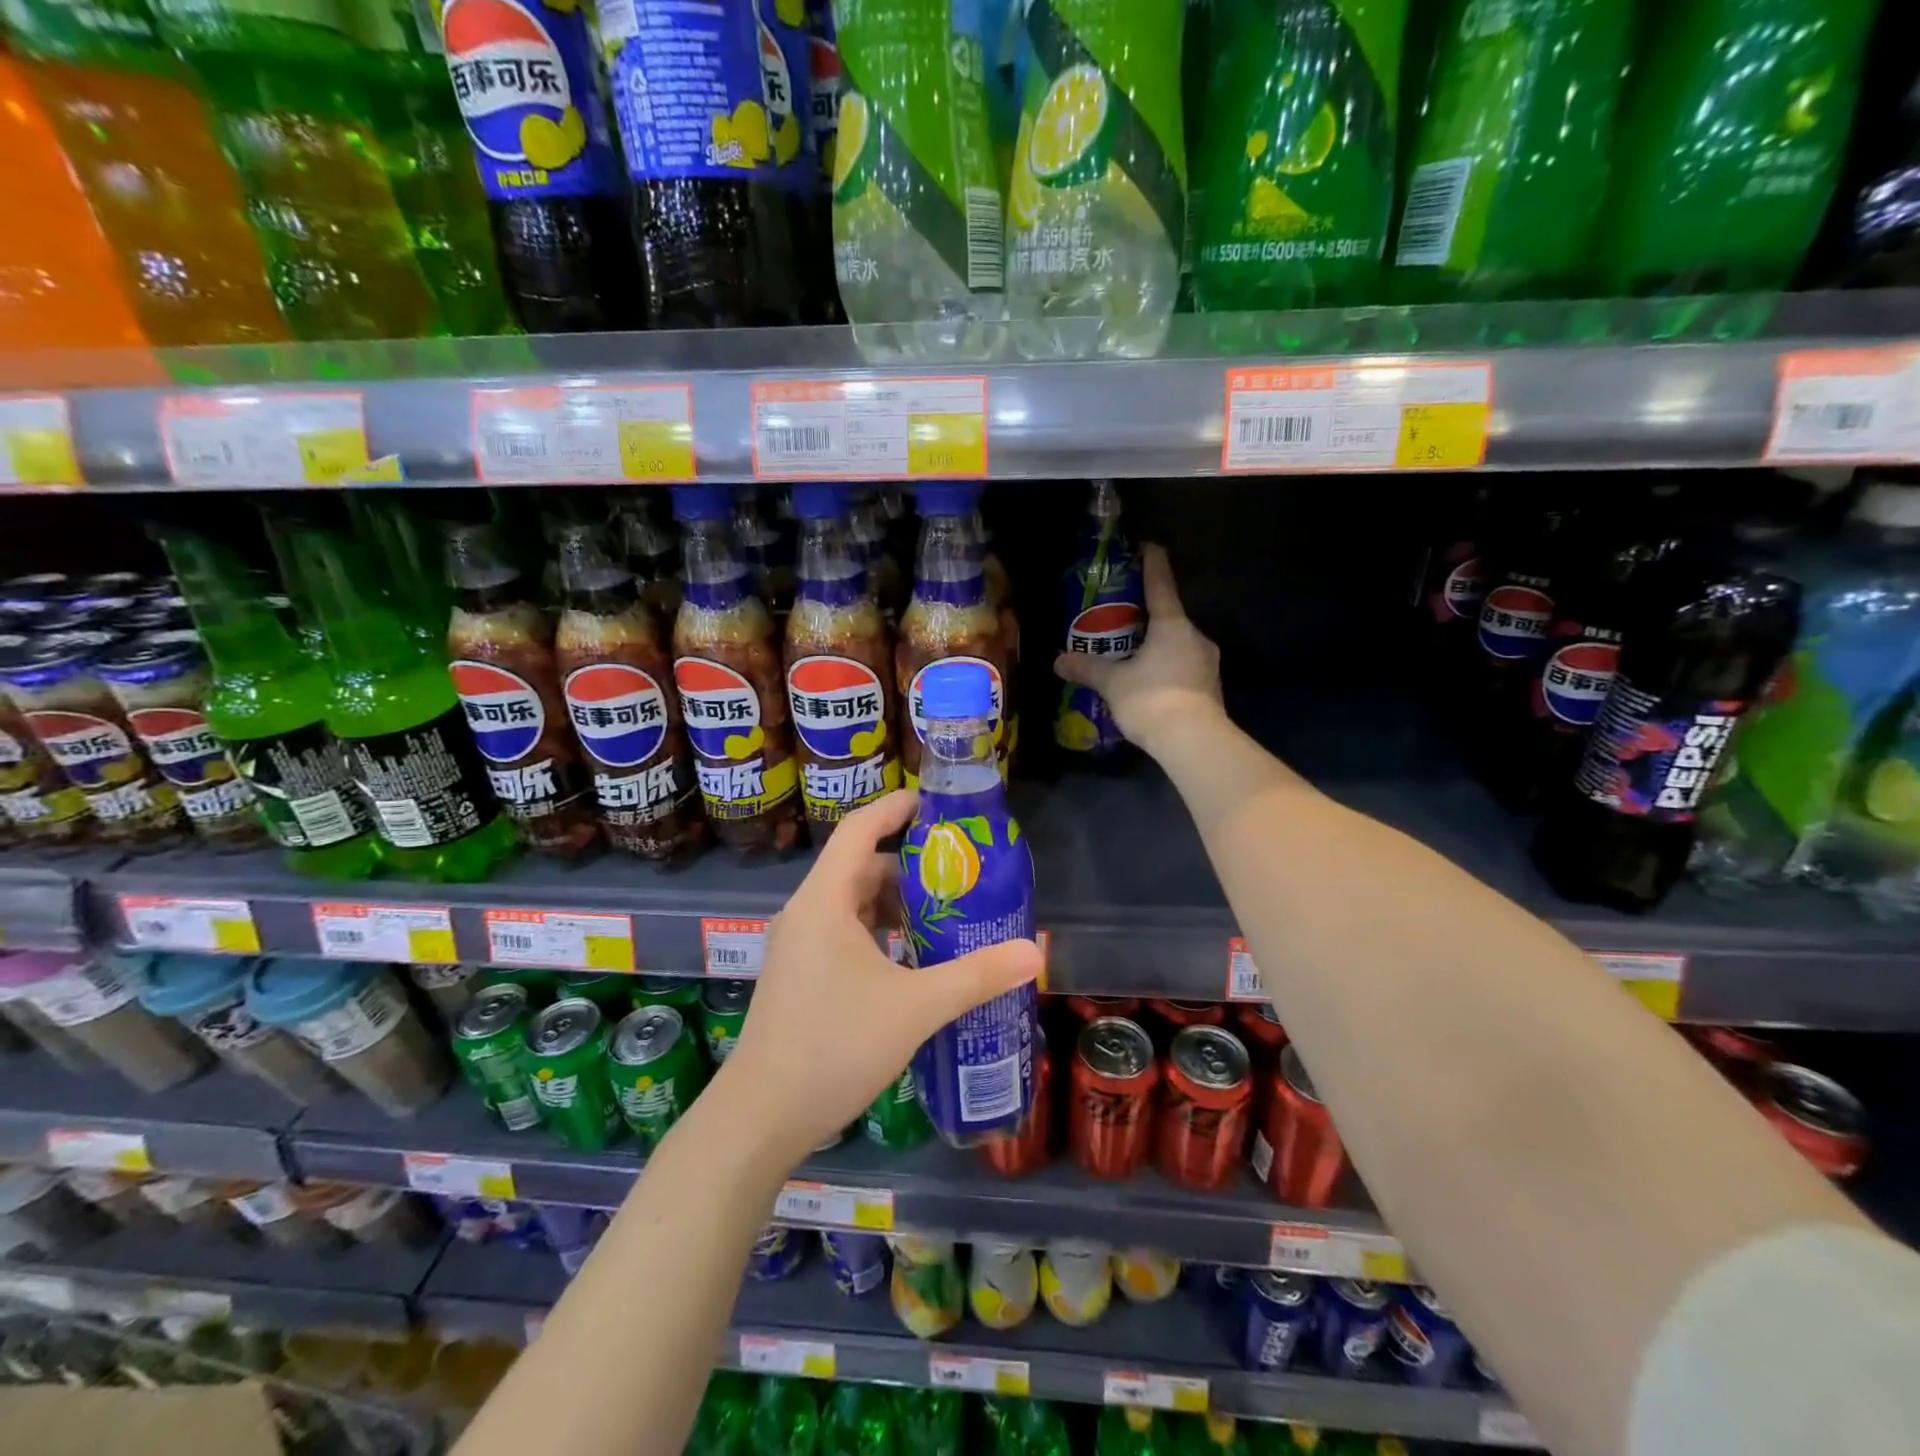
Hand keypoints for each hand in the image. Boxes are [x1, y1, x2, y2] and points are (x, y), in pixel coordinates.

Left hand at [720, 790, 1043, 1164]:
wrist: (761, 1116)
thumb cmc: (834, 1045)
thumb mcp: (914, 1007)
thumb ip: (976, 976)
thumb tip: (1034, 953)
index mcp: (824, 901)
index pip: (859, 829)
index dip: (895, 808)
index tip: (934, 804)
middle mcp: (806, 913)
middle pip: (859, 867)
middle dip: (908, 866)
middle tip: (957, 875)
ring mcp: (797, 946)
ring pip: (850, 904)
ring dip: (894, 905)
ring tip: (943, 917)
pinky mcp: (798, 976)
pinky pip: (842, 933)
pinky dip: (877, 933)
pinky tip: (910, 961)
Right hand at [1054, 543, 1224, 759]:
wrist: (1194, 742)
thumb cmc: (1152, 699)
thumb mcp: (1113, 683)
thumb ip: (1087, 668)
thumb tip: (1058, 661)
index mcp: (1172, 625)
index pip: (1161, 584)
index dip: (1152, 563)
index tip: (1148, 546)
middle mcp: (1195, 637)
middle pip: (1170, 617)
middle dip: (1147, 617)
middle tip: (1122, 619)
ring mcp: (1207, 663)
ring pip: (1177, 645)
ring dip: (1157, 646)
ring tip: (1132, 656)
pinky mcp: (1210, 687)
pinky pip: (1183, 668)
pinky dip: (1166, 669)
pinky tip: (1149, 683)